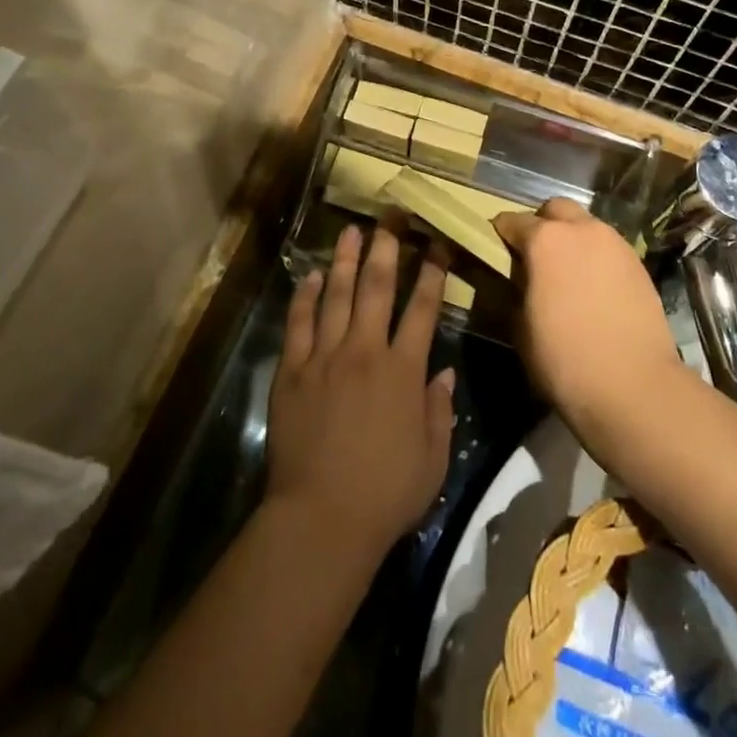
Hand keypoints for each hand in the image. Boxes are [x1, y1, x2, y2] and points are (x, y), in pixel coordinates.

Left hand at [266, 221, 455, 566]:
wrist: (321, 519)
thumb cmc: (385, 494)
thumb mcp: (432, 459)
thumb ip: (439, 410)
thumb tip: (444, 371)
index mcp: (403, 371)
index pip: (423, 308)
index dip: (433, 273)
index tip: (437, 244)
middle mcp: (365, 351)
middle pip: (377, 287)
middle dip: (386, 247)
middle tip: (390, 216)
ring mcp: (324, 357)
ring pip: (336, 295)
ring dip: (344, 260)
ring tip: (350, 230)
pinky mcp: (292, 370)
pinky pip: (298, 323)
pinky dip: (303, 296)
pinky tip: (308, 275)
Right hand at [494, 199, 687, 437]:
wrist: (635, 387)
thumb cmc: (565, 359)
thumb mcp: (520, 327)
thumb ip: (515, 291)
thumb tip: (518, 282)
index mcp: (544, 240)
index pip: (511, 221)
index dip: (500, 235)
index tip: (496, 252)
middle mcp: (581, 230)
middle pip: (555, 209)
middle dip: (542, 224)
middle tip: (535, 257)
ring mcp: (615, 244)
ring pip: (586, 225)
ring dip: (572, 239)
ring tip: (567, 274)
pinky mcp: (639, 264)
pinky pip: (608, 248)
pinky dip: (596, 258)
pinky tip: (594, 289)